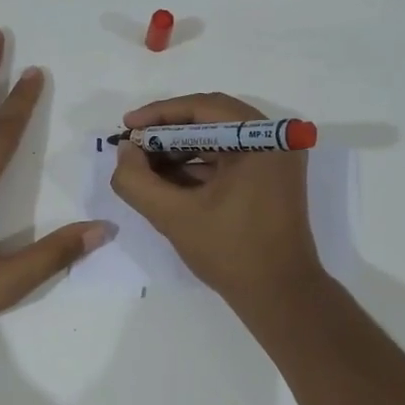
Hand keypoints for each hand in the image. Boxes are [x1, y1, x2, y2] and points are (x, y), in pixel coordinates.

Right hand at [109, 93, 323, 311]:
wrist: (280, 296)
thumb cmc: (231, 252)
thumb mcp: (174, 216)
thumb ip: (138, 181)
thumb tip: (124, 152)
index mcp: (263, 139)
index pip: (204, 107)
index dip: (159, 114)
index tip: (126, 128)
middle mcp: (275, 140)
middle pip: (211, 121)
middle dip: (167, 134)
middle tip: (132, 148)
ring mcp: (275, 160)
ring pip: (218, 141)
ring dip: (179, 151)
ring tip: (142, 167)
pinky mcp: (270, 180)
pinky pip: (228, 161)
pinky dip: (196, 167)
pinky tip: (165, 181)